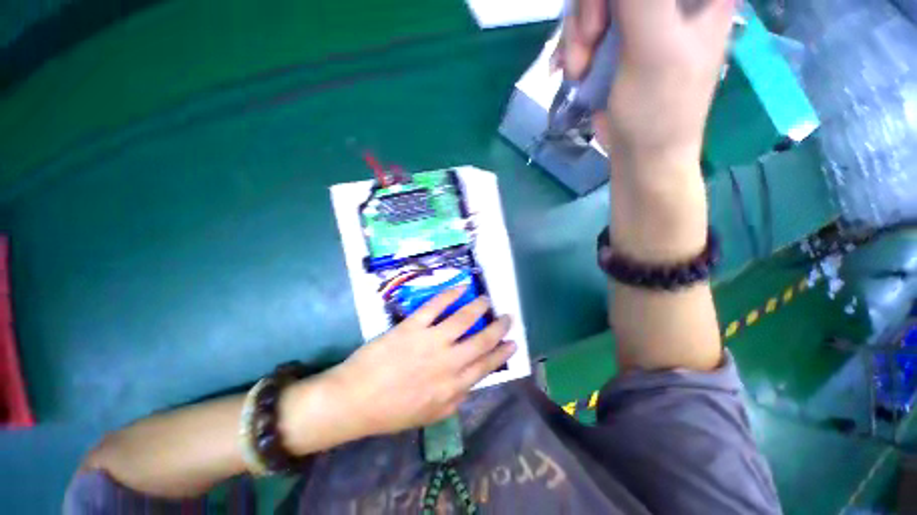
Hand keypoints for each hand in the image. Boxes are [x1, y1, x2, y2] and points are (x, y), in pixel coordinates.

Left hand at [327, 288, 514, 435]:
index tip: (513, 343)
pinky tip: (461, 286)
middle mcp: (448, 362)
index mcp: (453, 386)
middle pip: (481, 340)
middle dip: (498, 327)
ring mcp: (431, 341)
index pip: (486, 366)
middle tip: (507, 317)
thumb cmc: (392, 411)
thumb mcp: (430, 415)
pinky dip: (450, 293)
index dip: (501, 353)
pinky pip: (436, 305)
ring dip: (479, 306)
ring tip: (487, 299)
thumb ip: (455, 400)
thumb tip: (471, 382)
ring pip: (463, 318)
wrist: (355, 400)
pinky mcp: (413, 326)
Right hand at [557, 0, 735, 165]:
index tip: (604, 18)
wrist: (641, 154)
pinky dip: (572, 48)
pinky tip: (572, 69)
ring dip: (576, 36)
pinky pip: (584, 28)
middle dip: (590, 11)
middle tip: (589, 42)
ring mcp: (640, 19)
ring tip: (579, 70)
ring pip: (593, 4)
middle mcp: (669, 1)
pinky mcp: (616, 42)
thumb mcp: (653, 46)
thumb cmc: (659, 107)